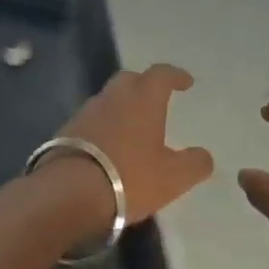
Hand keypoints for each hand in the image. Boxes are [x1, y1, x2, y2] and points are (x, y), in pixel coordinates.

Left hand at [51, 64, 213, 224]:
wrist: (69, 193)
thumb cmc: (129, 178)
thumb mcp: (174, 177)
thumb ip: (195, 164)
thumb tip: (204, 156)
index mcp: (142, 99)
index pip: (162, 75)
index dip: (175, 76)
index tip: (185, 82)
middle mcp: (112, 98)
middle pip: (129, 80)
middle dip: (144, 86)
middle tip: (155, 100)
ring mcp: (85, 114)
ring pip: (107, 101)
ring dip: (120, 108)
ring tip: (131, 127)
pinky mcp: (64, 133)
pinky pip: (90, 123)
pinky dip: (102, 128)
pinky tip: (107, 147)